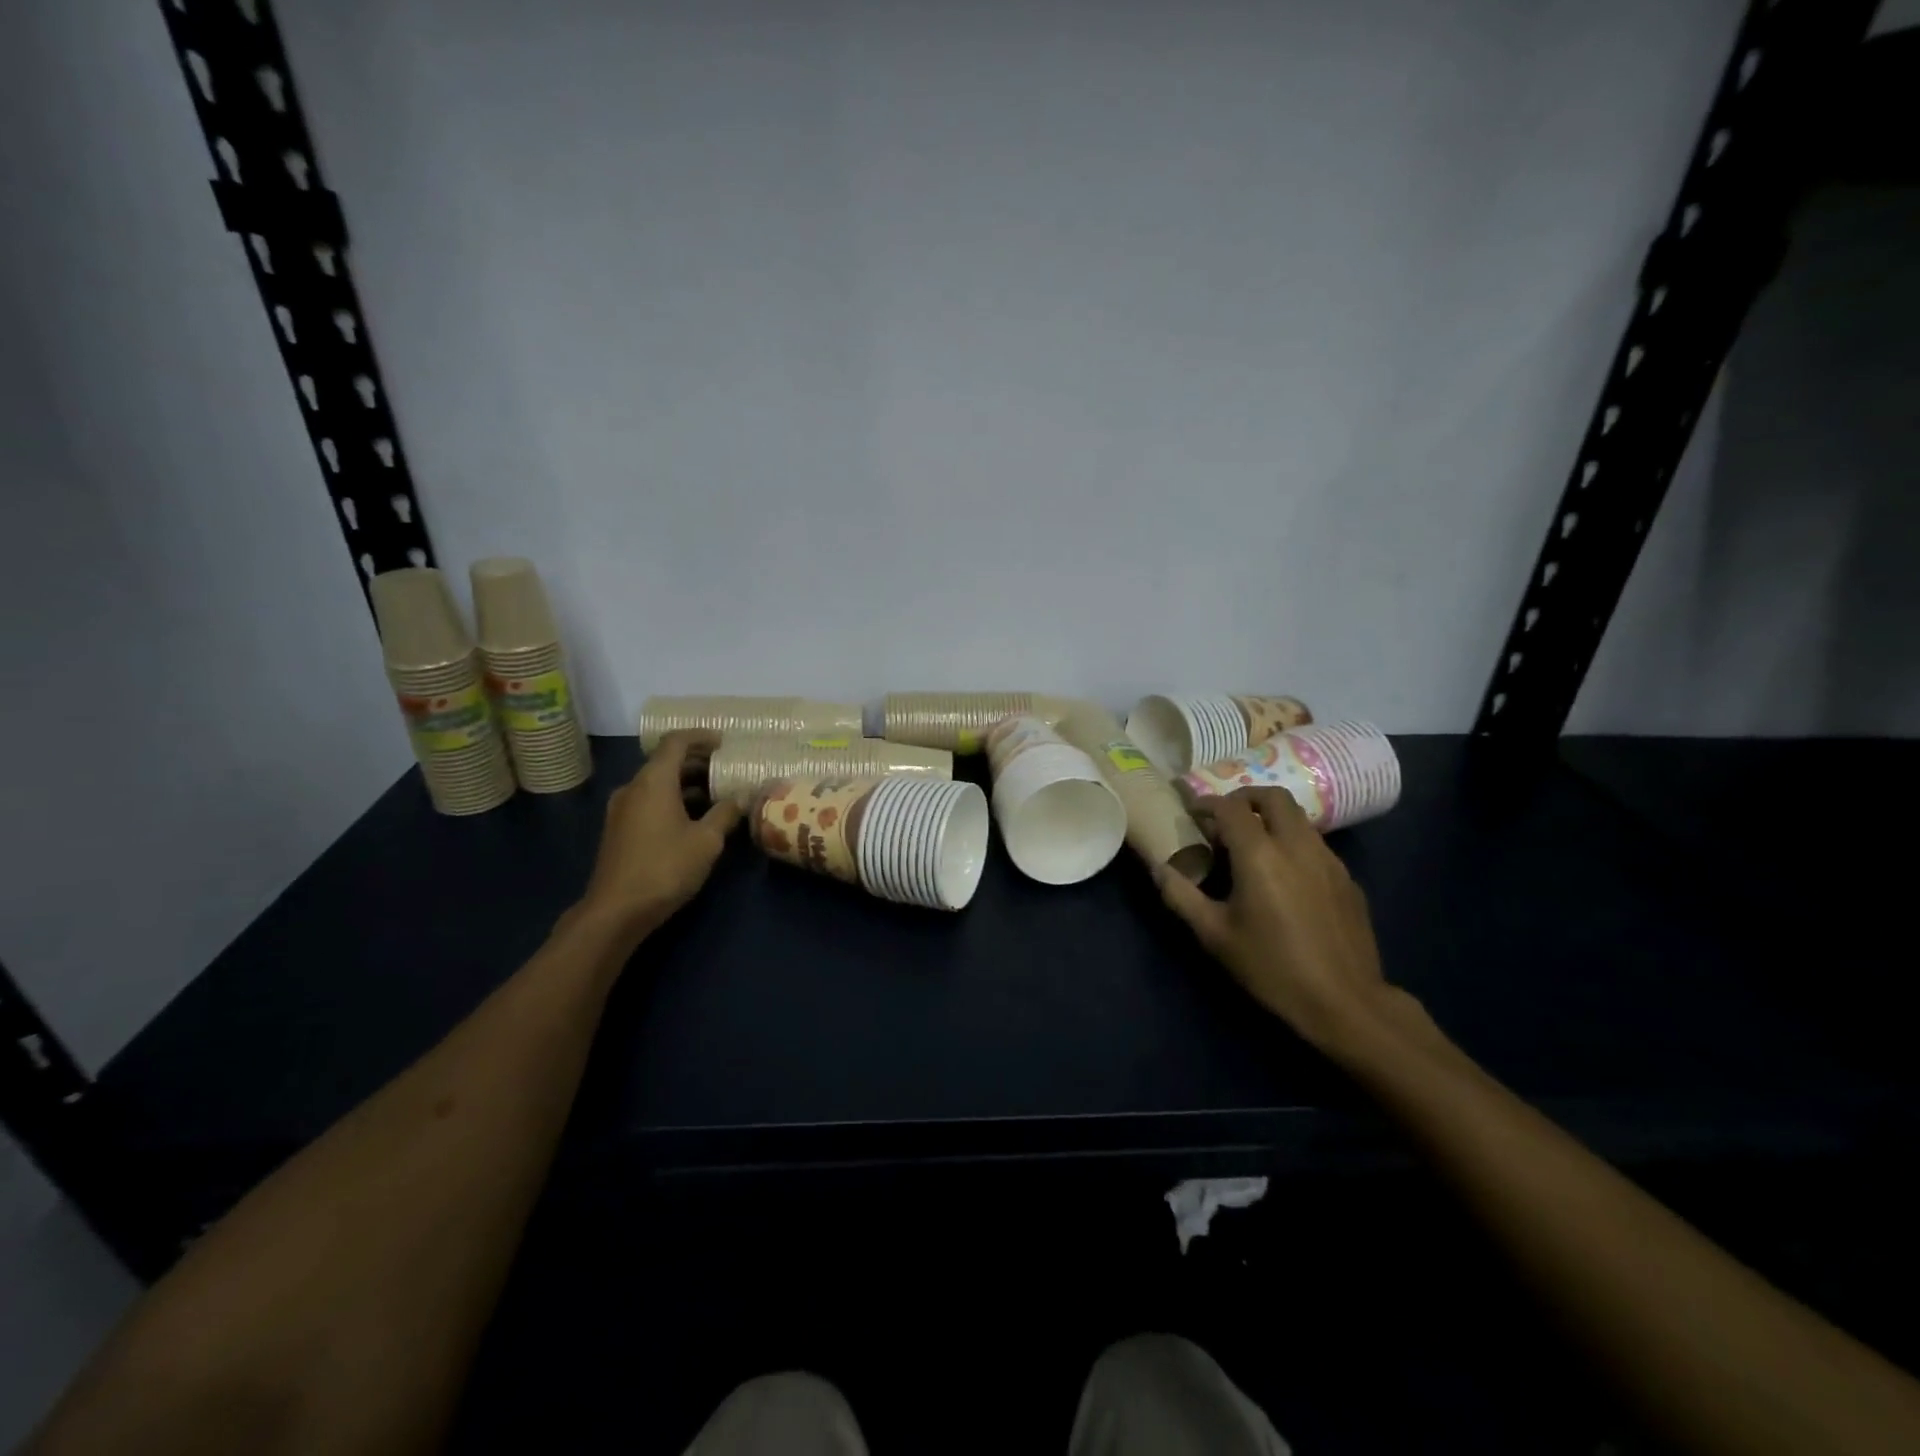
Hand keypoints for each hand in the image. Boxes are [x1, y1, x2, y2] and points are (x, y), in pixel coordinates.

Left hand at [578, 730, 742, 929]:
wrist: (616, 911)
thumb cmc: (665, 868)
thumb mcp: (707, 841)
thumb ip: (725, 814)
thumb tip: (738, 800)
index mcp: (653, 781)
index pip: (676, 742)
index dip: (701, 737)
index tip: (724, 742)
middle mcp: (633, 788)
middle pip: (665, 761)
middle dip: (697, 761)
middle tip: (726, 769)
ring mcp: (622, 809)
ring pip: (657, 783)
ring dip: (686, 783)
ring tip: (716, 794)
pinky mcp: (619, 829)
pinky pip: (649, 800)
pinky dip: (672, 799)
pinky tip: (693, 818)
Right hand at [1156, 788, 1402, 1053]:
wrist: (1344, 1001)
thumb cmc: (1271, 967)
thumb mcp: (1214, 935)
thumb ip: (1181, 895)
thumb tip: (1158, 867)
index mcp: (1260, 855)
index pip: (1230, 807)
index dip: (1207, 803)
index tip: (1192, 811)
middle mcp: (1296, 845)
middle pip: (1273, 797)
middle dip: (1245, 798)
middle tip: (1225, 817)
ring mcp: (1328, 860)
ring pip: (1298, 818)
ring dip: (1271, 819)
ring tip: (1253, 845)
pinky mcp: (1347, 879)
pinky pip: (1315, 844)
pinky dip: (1293, 843)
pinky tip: (1285, 876)